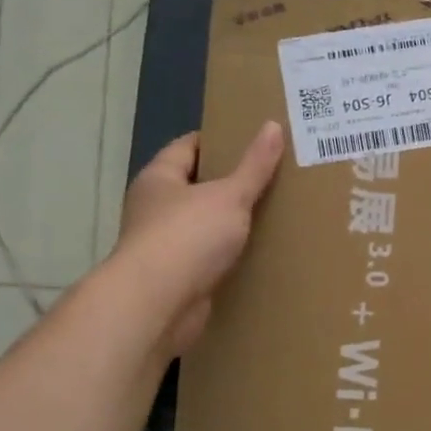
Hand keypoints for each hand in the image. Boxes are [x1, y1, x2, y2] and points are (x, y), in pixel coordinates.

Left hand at [113, 122, 284, 353]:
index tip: (254, 140)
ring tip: (274, 213)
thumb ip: (254, 165)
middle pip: (197, 186)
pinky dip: (229, 254)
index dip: (219, 140)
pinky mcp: (177, 276)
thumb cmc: (188, 237)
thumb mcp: (229, 195)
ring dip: (231, 222)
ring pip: (204, 224)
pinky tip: (258, 252)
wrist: (158, 304)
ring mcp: (163, 244)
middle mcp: (156, 208)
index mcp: (160, 179)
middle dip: (231, 182)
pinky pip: (208, 256)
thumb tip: (272, 126)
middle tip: (274, 176)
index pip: (188, 147)